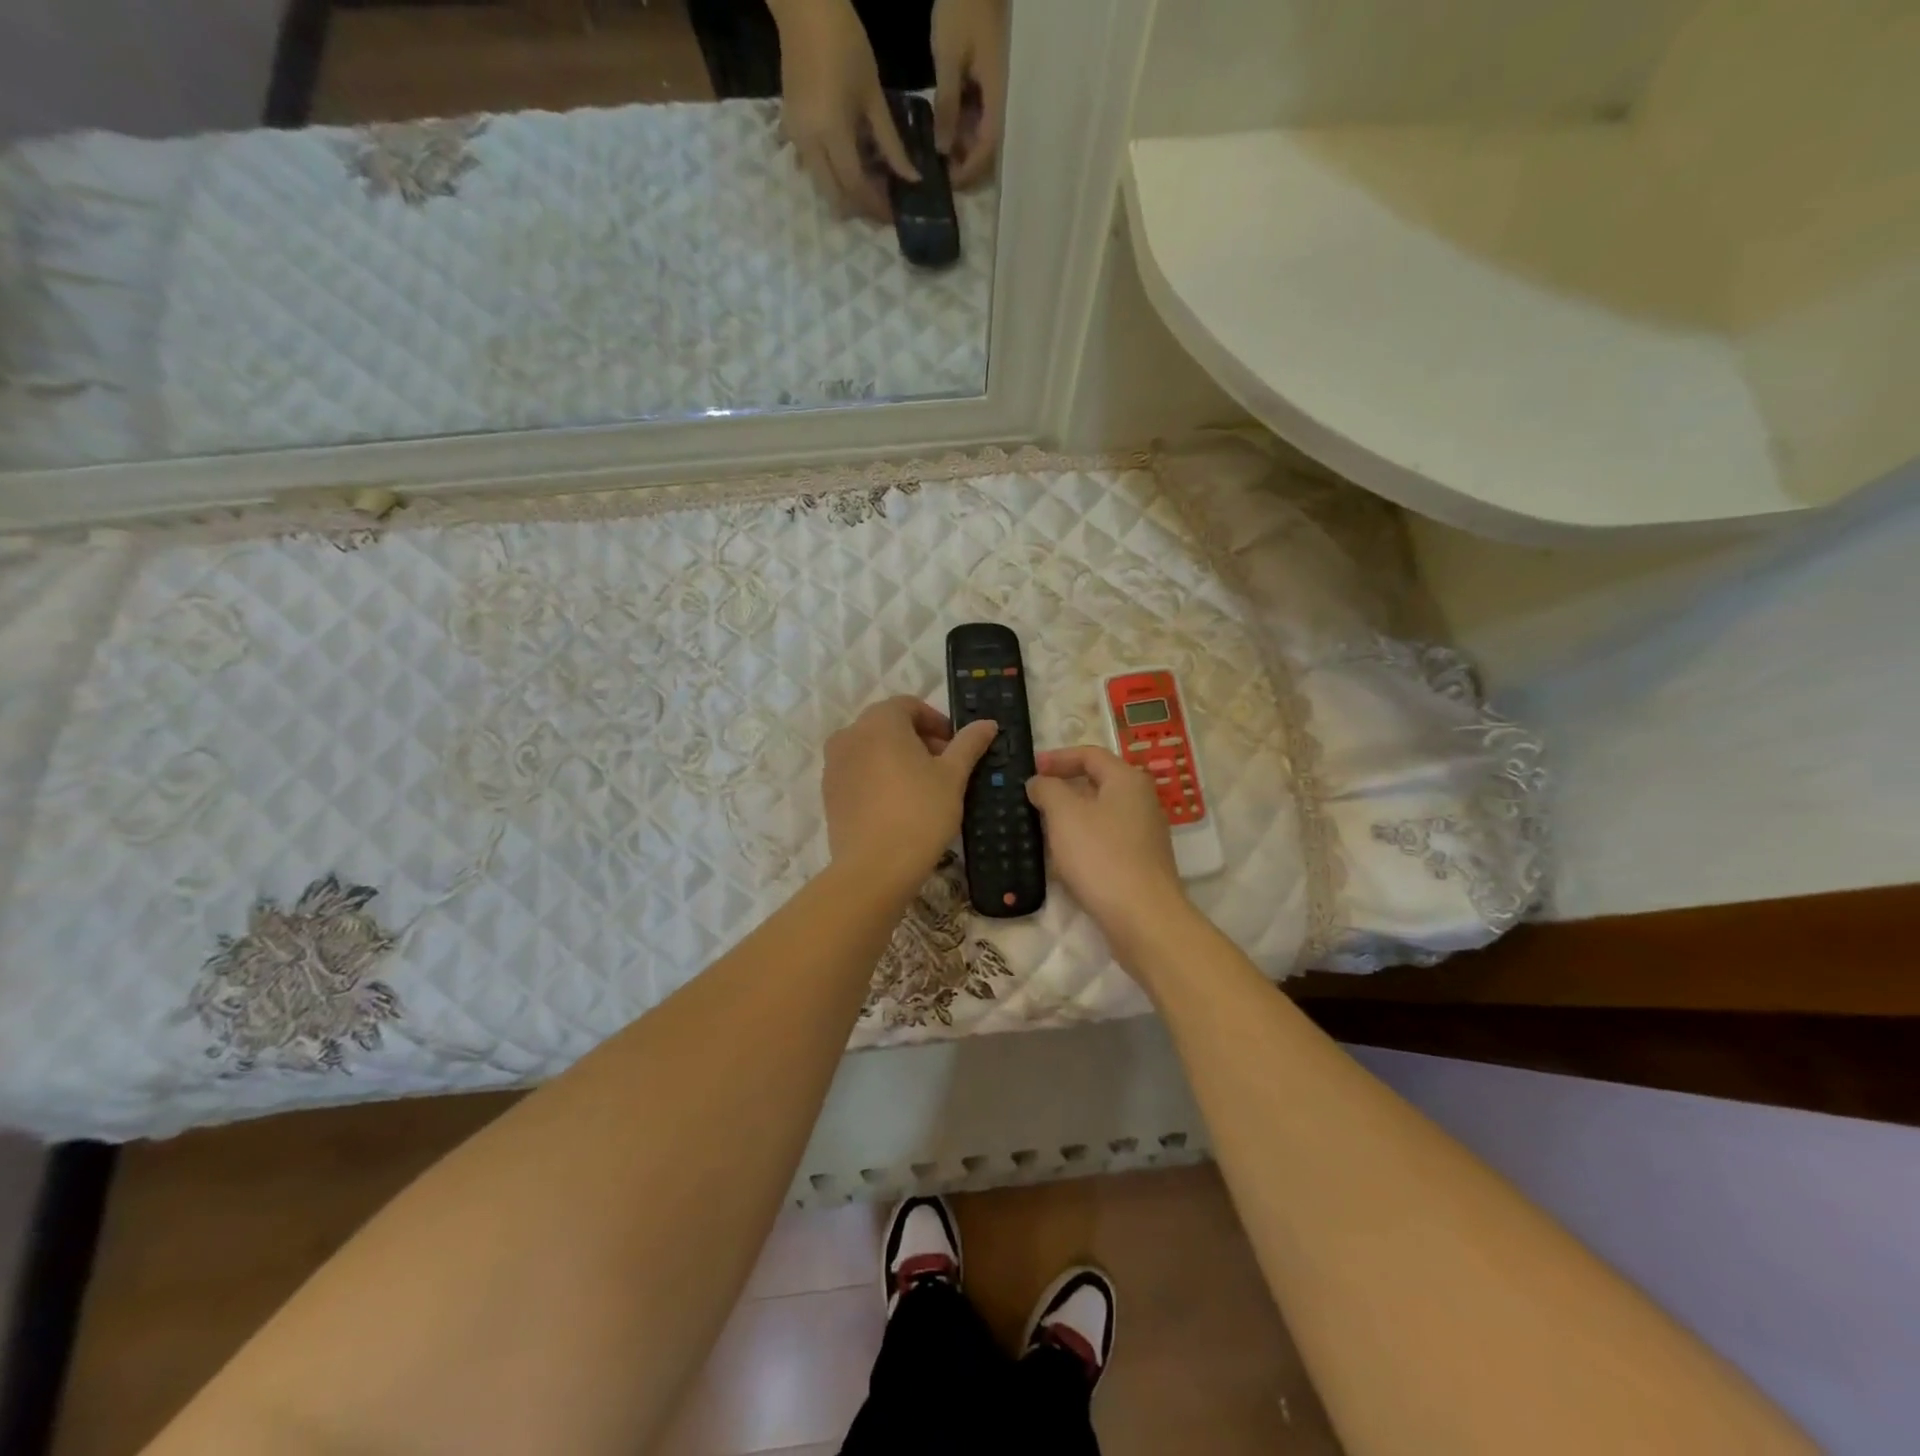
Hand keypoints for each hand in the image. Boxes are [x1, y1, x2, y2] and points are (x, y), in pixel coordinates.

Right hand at [772, 0, 917, 219]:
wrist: (804, 6)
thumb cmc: (845, 42)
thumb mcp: (874, 96)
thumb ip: (890, 143)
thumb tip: (911, 178)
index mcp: (831, 133)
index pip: (856, 187)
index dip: (876, 205)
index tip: (894, 214)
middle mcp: (809, 144)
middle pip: (834, 196)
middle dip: (858, 208)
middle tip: (881, 207)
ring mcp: (796, 138)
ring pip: (822, 186)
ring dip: (845, 195)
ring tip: (869, 188)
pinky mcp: (791, 129)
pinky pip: (812, 168)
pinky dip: (832, 176)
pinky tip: (850, 166)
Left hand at [823, 697, 997, 897]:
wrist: (874, 868)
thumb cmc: (920, 813)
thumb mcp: (953, 776)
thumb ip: (969, 744)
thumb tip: (987, 723)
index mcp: (880, 721)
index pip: (910, 705)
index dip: (937, 722)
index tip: (956, 746)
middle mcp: (850, 734)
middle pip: (889, 725)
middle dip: (919, 740)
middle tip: (945, 767)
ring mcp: (834, 764)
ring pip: (872, 749)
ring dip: (898, 758)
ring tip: (922, 788)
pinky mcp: (829, 792)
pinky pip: (858, 773)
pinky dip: (878, 777)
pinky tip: (898, 805)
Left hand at [930, 0, 1007, 187]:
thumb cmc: (963, 6)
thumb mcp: (948, 58)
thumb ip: (948, 107)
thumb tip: (943, 150)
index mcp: (999, 96)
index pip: (987, 149)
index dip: (968, 170)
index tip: (948, 183)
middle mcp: (1005, 99)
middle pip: (990, 147)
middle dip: (967, 163)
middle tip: (941, 172)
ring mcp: (1001, 89)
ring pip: (986, 132)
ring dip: (965, 144)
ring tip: (940, 150)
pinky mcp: (994, 79)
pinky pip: (983, 113)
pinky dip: (967, 124)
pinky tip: (948, 125)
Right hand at [1027, 746, 1187, 943]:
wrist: (1142, 918)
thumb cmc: (1101, 856)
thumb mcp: (1064, 814)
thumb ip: (1047, 789)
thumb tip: (1039, 782)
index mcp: (1127, 779)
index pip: (1090, 754)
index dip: (1057, 757)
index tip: (1030, 769)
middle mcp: (1141, 800)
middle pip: (1097, 782)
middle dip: (1062, 787)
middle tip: (1032, 798)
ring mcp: (1144, 833)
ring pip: (1099, 813)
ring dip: (1069, 817)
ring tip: (1040, 828)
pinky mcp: (1140, 862)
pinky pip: (1105, 840)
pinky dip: (1081, 841)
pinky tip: (1062, 860)